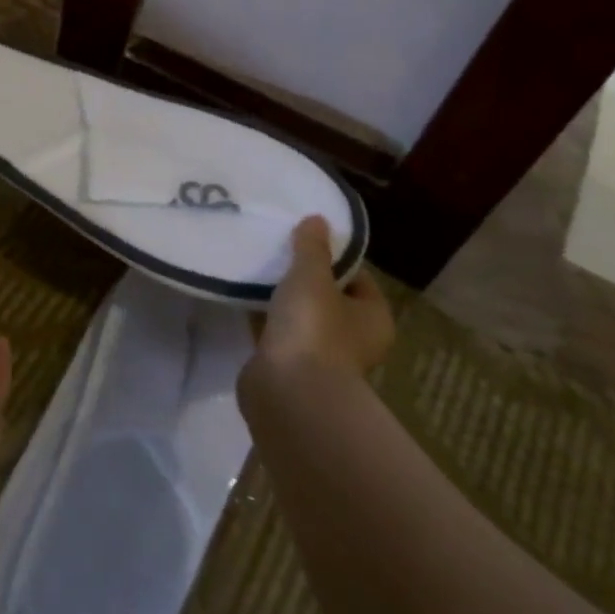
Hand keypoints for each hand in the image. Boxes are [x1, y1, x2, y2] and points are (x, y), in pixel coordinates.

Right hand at [250, 216, 394, 385]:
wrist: (288, 393)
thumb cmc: (314, 328)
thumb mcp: (311, 276)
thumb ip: (312, 247)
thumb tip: (318, 219)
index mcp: (373, 318)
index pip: (358, 278)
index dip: (334, 256)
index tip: (305, 238)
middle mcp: (353, 340)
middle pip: (328, 298)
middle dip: (303, 277)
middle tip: (276, 250)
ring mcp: (320, 357)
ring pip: (300, 317)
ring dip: (281, 299)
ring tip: (254, 269)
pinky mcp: (288, 368)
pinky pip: (276, 334)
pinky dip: (263, 319)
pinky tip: (241, 298)